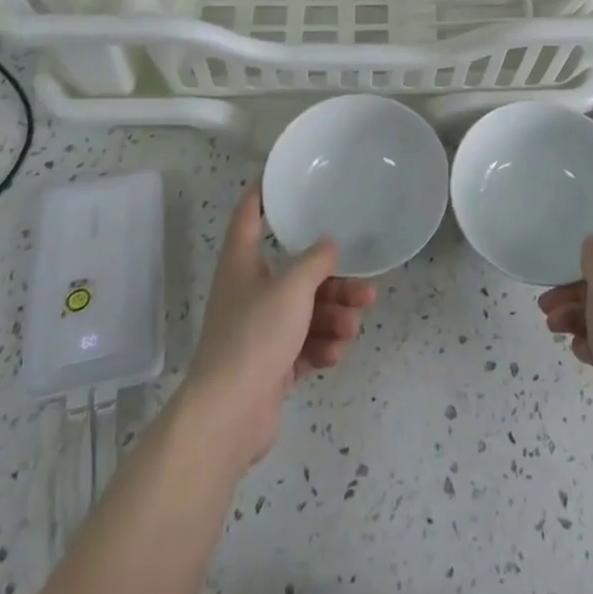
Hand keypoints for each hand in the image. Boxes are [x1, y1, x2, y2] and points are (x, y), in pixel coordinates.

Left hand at [177, 191, 376, 466]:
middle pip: (296, 273)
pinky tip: (335, 354)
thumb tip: (329, 245)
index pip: (249, 215)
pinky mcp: (270, 366)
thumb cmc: (254, 336)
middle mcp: (249, 292)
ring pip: (305, 311)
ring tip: (352, 328)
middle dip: (333, 281)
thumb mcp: (292, 288)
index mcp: (242, 263)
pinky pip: (303, 345)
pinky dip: (321, 346)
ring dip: (333, 317)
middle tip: (364, 288)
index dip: (263, 192)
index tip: (282, 176)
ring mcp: (259, 331)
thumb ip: (315, 261)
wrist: (227, 417)